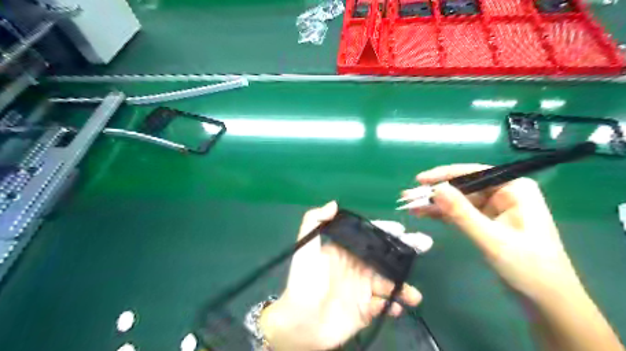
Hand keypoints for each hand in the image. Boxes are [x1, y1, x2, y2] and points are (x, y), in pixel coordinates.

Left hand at [260, 201, 430, 349]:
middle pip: (385, 257)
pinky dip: (392, 306)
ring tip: (414, 295)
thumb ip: (314, 221)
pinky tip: (394, 308)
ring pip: (389, 283)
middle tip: (424, 244)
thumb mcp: (306, 247)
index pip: (369, 238)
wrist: (299, 322)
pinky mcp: (365, 310)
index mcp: (346, 251)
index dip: (385, 232)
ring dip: (403, 286)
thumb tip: (334, 204)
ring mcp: (363, 289)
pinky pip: (384, 306)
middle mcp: (357, 267)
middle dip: (404, 251)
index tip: (401, 229)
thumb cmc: (303, 281)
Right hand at [412, 164, 582, 300]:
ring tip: (410, 207)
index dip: (444, 175)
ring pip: (458, 201)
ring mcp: (494, 209)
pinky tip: (424, 214)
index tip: (419, 180)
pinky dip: (443, 215)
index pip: (473, 173)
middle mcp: (504, 194)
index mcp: (514, 189)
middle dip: (435, 192)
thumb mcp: (491, 239)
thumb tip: (436, 189)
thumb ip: (462, 213)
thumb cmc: (528, 268)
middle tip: (408, 197)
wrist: (546, 302)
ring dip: (435, 204)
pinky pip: (460, 214)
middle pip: (462, 187)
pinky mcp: (487, 223)